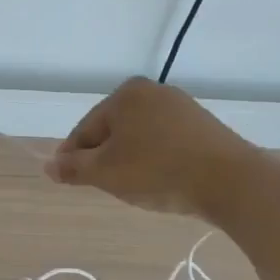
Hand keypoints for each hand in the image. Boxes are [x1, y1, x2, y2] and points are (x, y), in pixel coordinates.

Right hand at [45, 77, 249, 217]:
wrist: (231, 182)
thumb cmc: (158, 171)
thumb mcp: (105, 173)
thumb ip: (73, 168)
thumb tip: (49, 165)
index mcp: (125, 94)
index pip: (85, 129)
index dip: (74, 158)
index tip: (69, 181)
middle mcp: (153, 91)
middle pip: (112, 131)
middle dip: (105, 158)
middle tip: (106, 187)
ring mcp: (182, 107)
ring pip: (139, 138)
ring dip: (130, 161)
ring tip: (136, 188)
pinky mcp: (203, 126)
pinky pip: (165, 143)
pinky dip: (156, 160)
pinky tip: (161, 181)